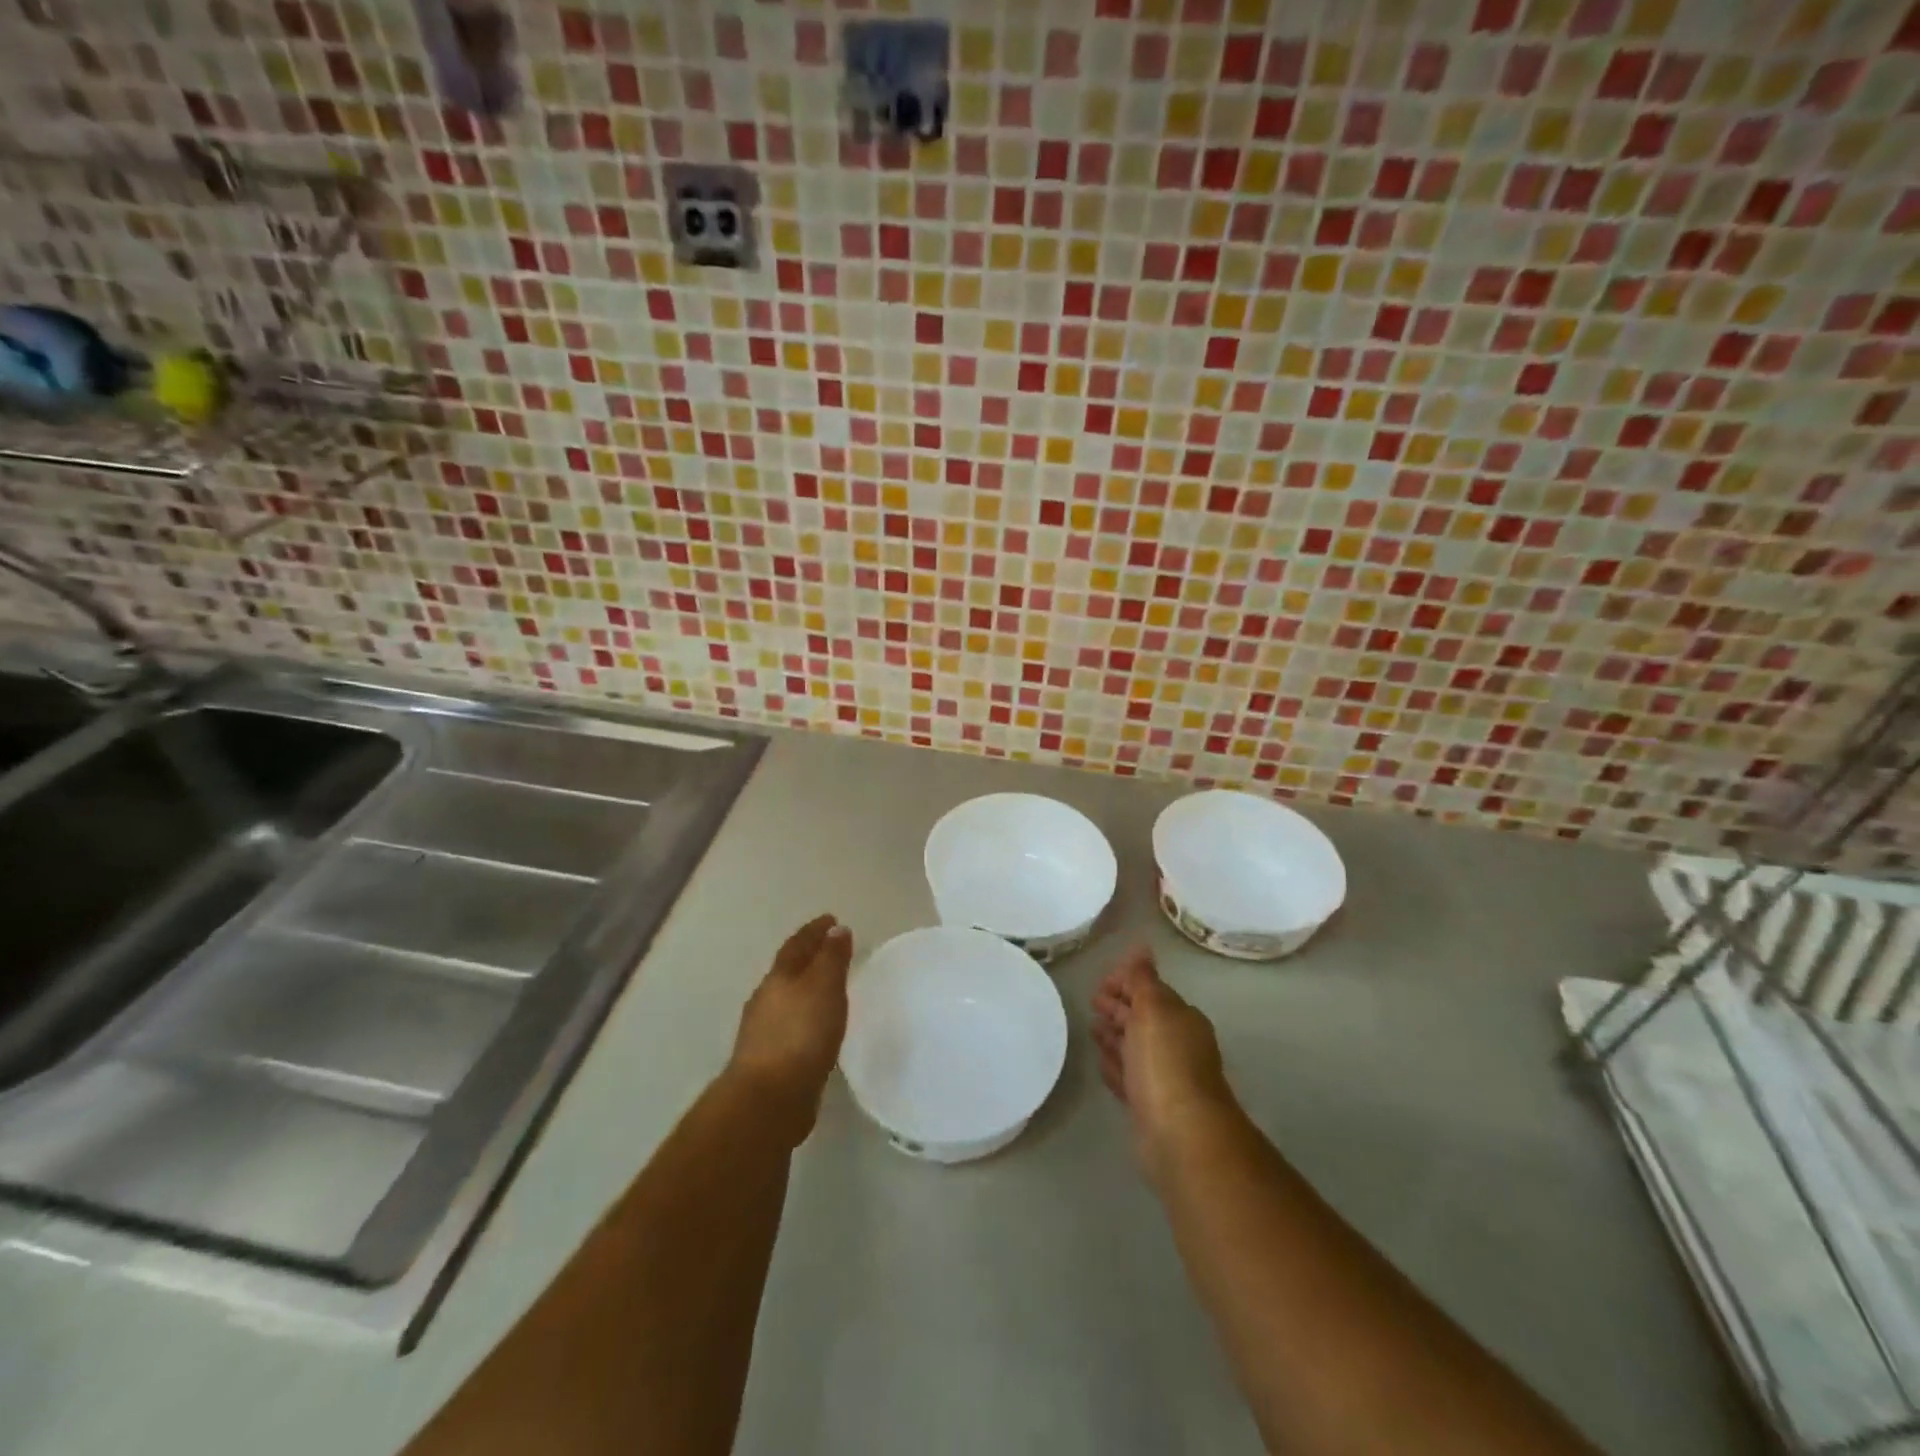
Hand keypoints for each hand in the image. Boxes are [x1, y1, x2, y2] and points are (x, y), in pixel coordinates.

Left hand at [729, 914, 853, 1144]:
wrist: (769, 1099)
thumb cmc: (801, 1034)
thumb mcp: (824, 987)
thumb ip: (831, 958)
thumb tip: (836, 929)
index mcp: (779, 978)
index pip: (797, 945)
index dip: (814, 931)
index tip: (831, 919)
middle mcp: (766, 1000)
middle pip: (789, 970)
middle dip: (809, 957)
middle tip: (832, 950)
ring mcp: (764, 1032)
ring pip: (788, 999)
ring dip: (806, 989)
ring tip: (828, 988)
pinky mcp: (771, 1061)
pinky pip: (792, 1026)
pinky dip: (806, 1017)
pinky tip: (817, 1028)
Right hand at [1091, 945, 1233, 1179]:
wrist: (1180, 1134)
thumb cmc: (1166, 1062)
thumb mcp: (1153, 1009)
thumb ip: (1143, 978)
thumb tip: (1142, 947)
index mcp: (1180, 1018)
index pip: (1150, 991)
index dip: (1126, 982)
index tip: (1100, 982)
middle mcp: (1175, 1045)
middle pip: (1141, 1018)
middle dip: (1119, 1007)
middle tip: (1092, 1001)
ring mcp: (1161, 1077)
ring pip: (1133, 1048)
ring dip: (1114, 1036)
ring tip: (1092, 1027)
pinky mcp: (1147, 1105)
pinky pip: (1126, 1076)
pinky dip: (1113, 1065)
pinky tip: (1100, 1061)